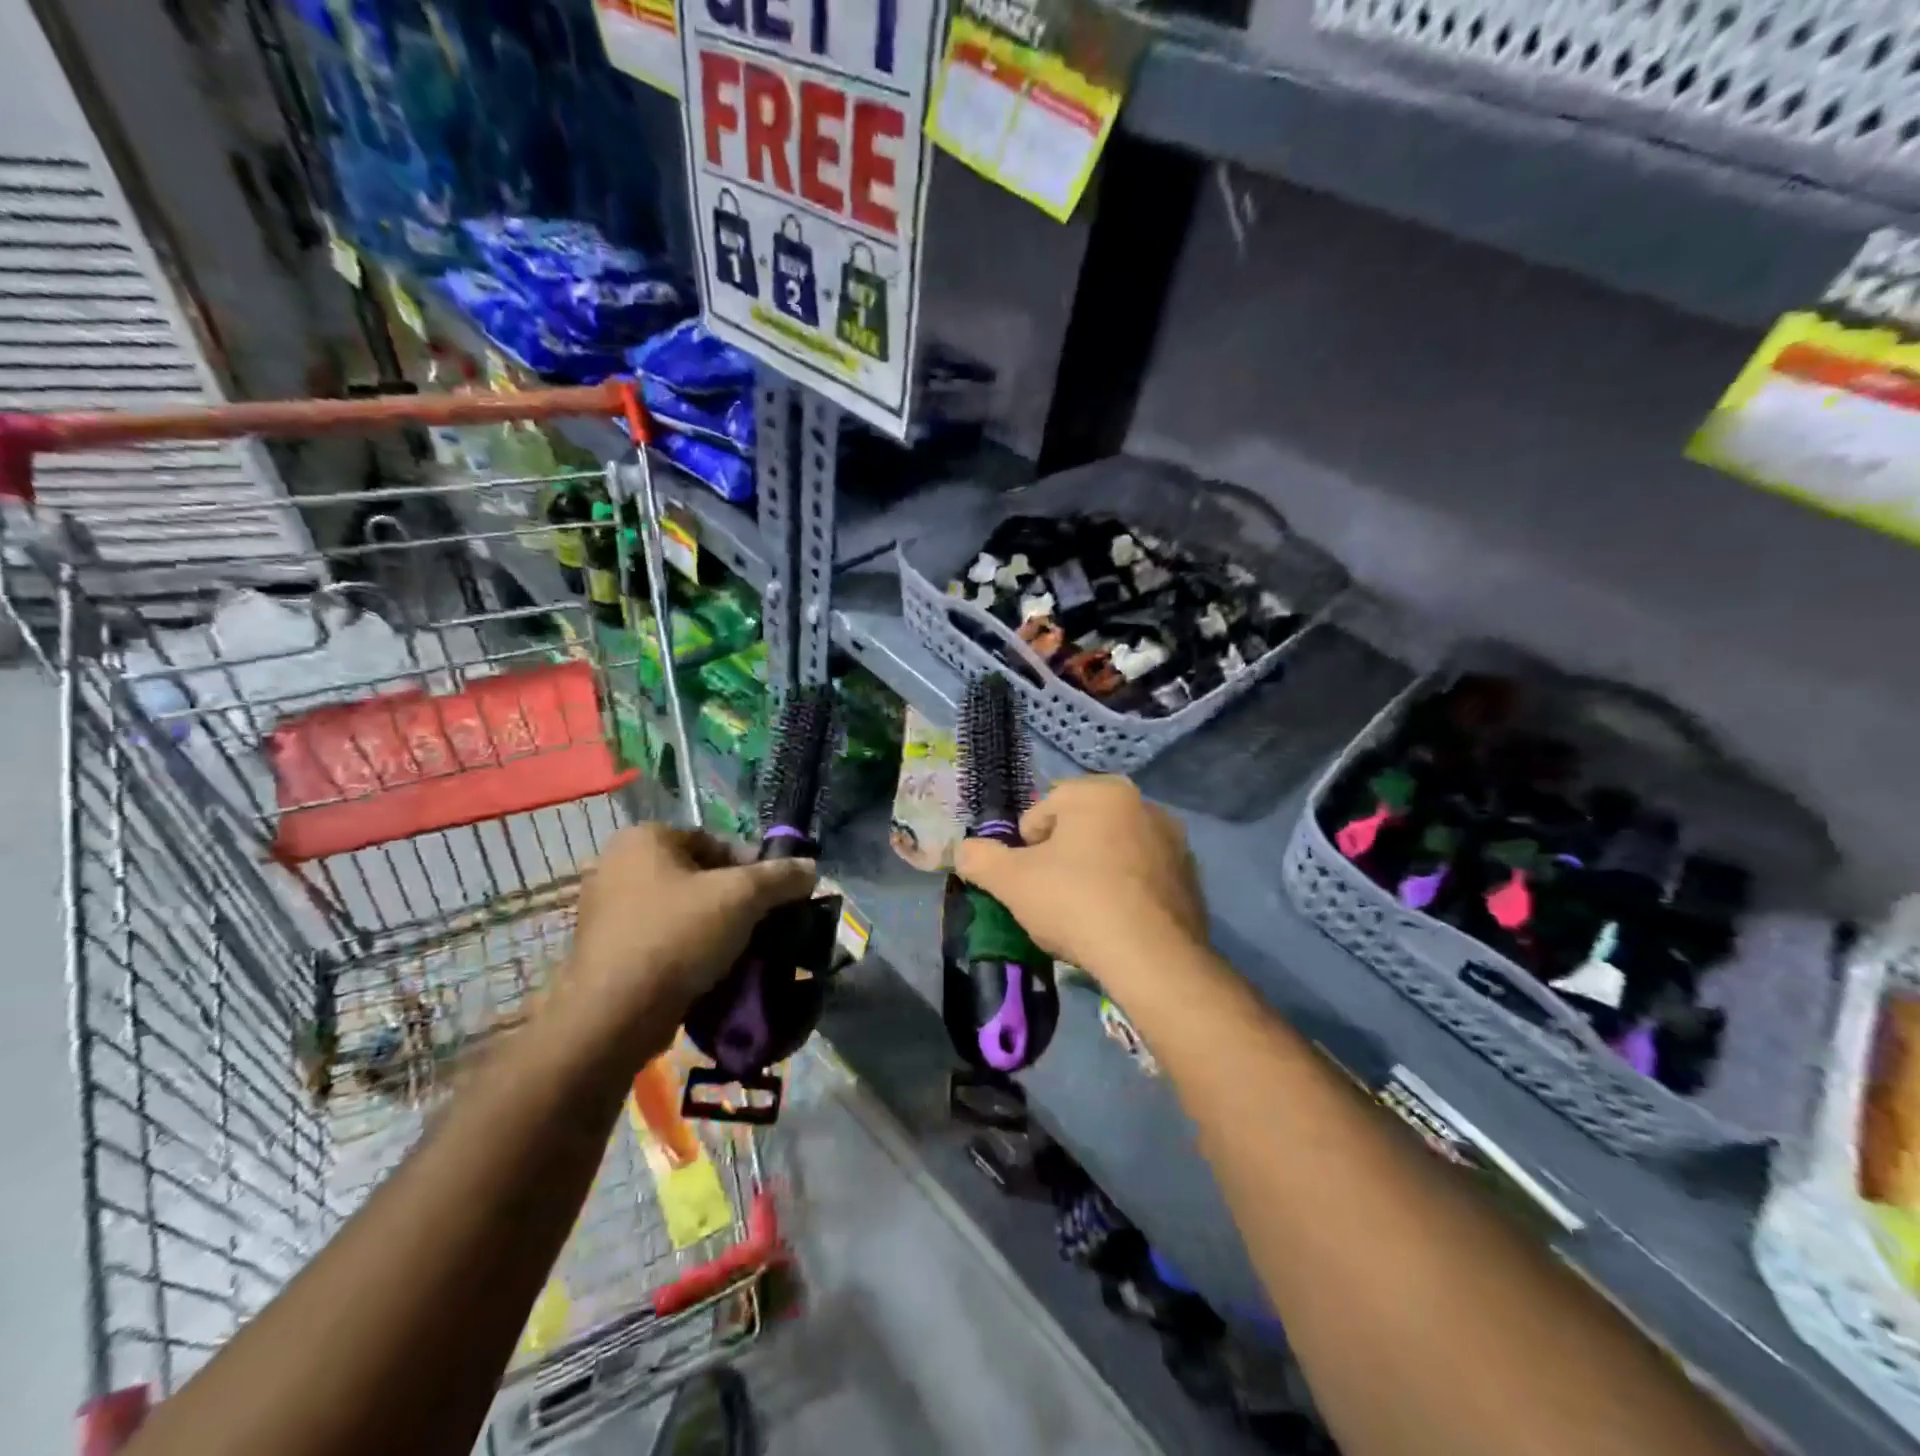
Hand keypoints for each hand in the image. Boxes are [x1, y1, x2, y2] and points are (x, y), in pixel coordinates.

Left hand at [560, 825, 816, 1044]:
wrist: (614, 1017)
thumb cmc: (678, 936)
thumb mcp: (743, 897)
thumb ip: (781, 877)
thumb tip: (811, 868)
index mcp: (645, 838)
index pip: (716, 842)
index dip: (753, 867)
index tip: (775, 897)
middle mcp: (617, 865)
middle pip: (699, 877)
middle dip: (734, 901)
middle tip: (762, 926)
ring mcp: (606, 910)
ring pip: (681, 911)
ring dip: (714, 928)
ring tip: (742, 953)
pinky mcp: (605, 951)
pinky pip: (661, 939)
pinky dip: (688, 950)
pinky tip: (711, 973)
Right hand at [955, 776, 1206, 984]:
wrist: (1152, 958)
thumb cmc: (1075, 902)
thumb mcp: (1011, 881)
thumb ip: (980, 859)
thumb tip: (963, 850)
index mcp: (1101, 792)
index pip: (1042, 812)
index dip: (1025, 849)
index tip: (1029, 882)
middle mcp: (1143, 804)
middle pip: (1080, 830)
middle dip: (1062, 858)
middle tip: (1053, 898)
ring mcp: (1173, 841)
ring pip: (1112, 852)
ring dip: (1094, 873)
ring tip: (1085, 915)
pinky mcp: (1190, 877)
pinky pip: (1141, 877)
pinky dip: (1125, 892)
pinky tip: (1116, 924)